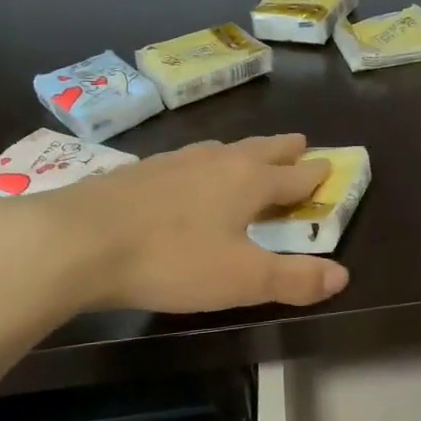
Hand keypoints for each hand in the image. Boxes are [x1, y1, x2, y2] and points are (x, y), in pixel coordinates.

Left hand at [0, 134, 349, 314]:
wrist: (78, 240)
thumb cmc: (173, 259)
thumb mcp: (242, 279)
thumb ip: (294, 279)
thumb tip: (342, 275)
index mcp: (248, 182)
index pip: (294, 175)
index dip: (316, 174)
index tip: (331, 165)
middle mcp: (216, 162)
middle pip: (260, 150)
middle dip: (284, 149)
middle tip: (301, 142)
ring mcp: (173, 162)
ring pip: (220, 150)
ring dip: (243, 152)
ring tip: (247, 154)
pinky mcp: (138, 172)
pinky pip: (185, 160)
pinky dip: (202, 164)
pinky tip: (186, 174)